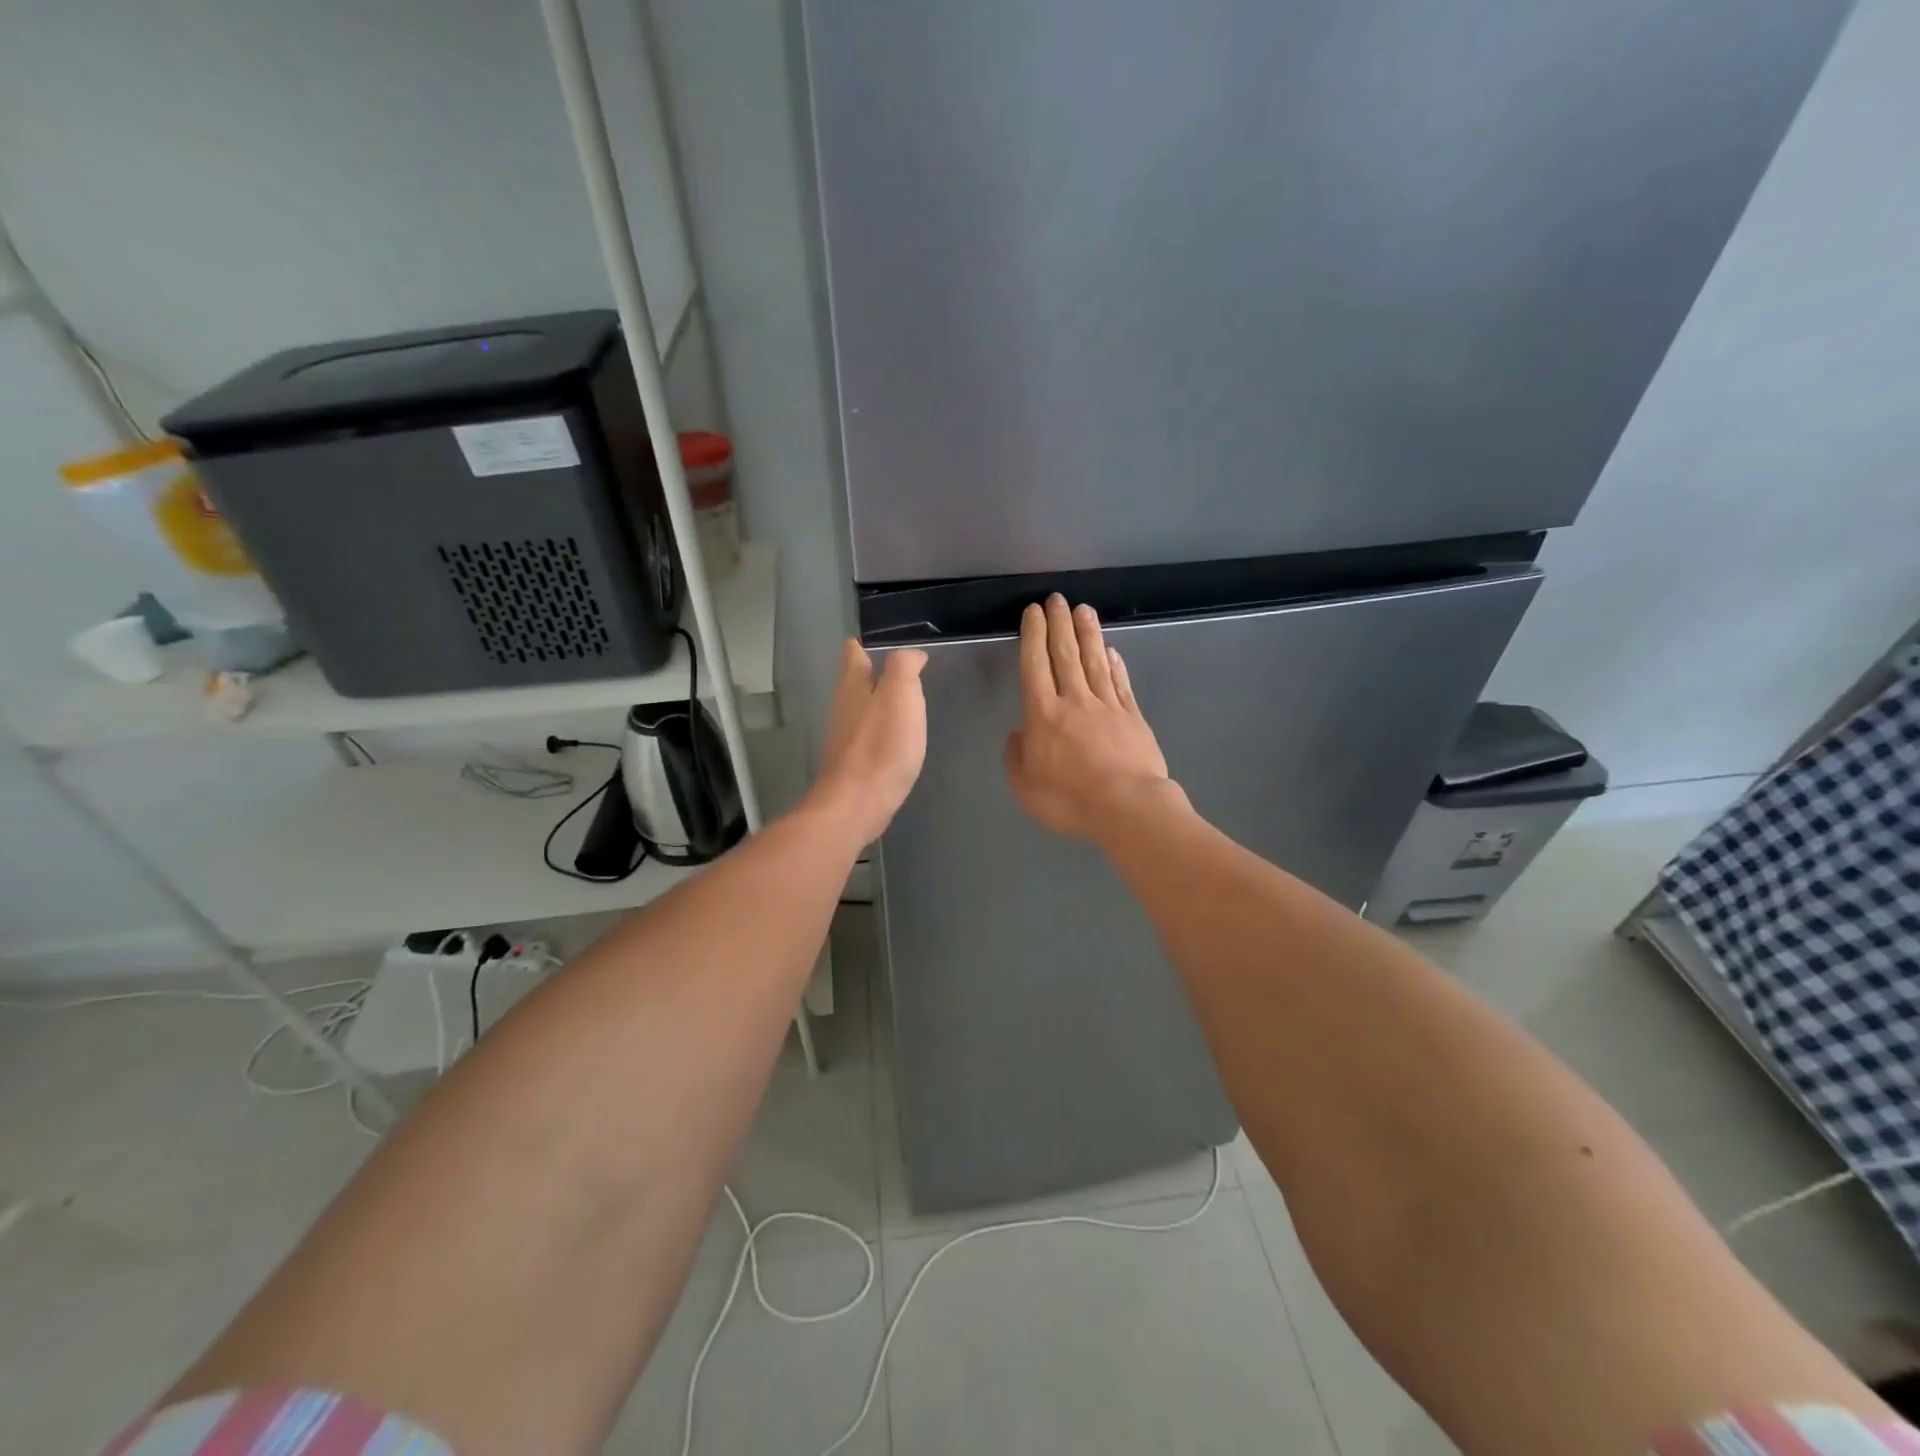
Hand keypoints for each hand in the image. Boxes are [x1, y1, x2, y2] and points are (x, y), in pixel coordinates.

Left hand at [810, 638, 927, 843]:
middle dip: (870, 672)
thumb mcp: (900, 694)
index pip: (853, 654)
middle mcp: (845, 708)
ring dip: (877, 702)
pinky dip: (881, 730)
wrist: (858, 804)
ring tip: (901, 699)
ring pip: (861, 709)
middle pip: (854, 682)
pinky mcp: (854, 764)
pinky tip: (896, 738)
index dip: (863, 645)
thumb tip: (910, 655)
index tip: (878, 642)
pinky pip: (868, 737)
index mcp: (854, 686)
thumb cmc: (881, 746)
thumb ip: (904, 667)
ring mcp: (846, 738)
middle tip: (896, 667)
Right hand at [1004, 594, 1177, 839]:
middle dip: (1059, 623)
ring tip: (1084, 609)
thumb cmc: (1069, 800)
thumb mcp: (1025, 786)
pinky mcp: (1132, 717)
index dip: (1033, 636)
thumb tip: (1019, 734)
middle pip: (1065, 654)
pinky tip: (1112, 651)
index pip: (1035, 666)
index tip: (1033, 613)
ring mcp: (1107, 706)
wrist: (1127, 807)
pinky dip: (1115, 664)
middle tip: (1057, 598)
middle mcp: (1074, 701)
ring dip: (1088, 633)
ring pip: (1095, 661)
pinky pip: (1120, 684)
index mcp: (1043, 714)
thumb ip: (1016, 756)